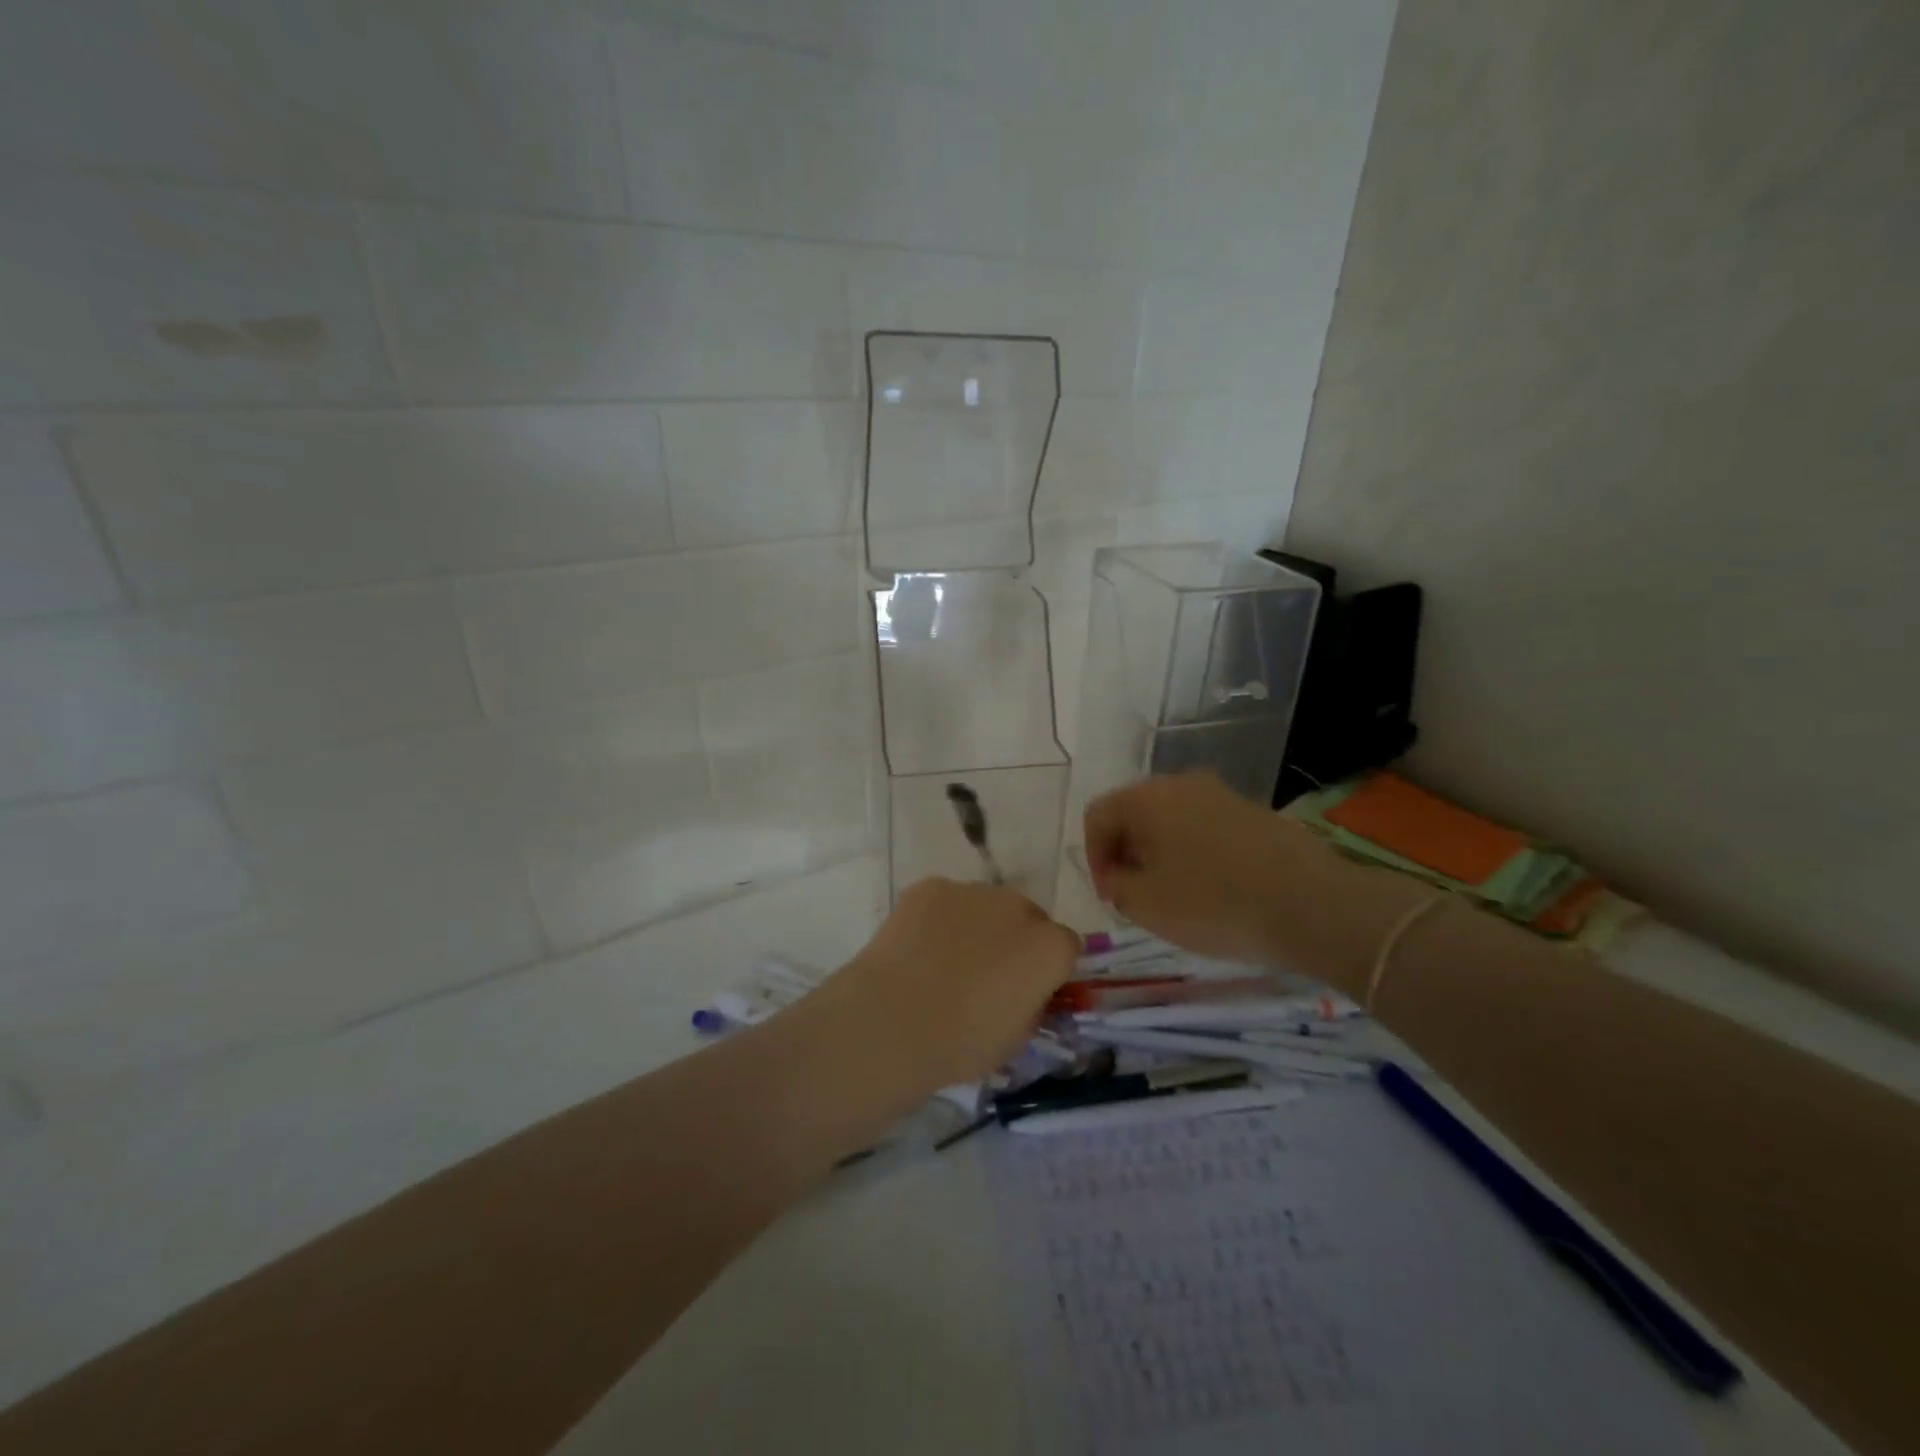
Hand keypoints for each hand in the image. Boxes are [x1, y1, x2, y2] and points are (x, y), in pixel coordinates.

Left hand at [816, 878, 1079, 1093]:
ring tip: (944, 960)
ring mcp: (972, 891)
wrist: (895, 1020)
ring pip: (984, 905)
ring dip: (976, 925)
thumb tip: (1024, 989)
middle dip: (1015, 939)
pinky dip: (938, 919)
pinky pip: (945, 901)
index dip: (1049, 967)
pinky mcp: (931, 886)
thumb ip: (1031, 1003)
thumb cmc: (963, 1042)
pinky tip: (917, 949)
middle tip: (986, 972)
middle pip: (1026, 916)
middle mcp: (1017, 907)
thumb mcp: (1017, 1038)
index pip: (1066, 945)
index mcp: (1050, 947)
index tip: (1028, 987)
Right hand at [1084, 772, 1348, 964]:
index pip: (1097, 814)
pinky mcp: (1255, 813)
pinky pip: (1207, 829)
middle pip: (1135, 813)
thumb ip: (1116, 885)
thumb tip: (1119, 873)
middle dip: (1127, 854)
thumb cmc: (1215, 904)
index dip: (1093, 856)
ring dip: (1162, 855)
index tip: (1111, 895)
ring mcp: (1223, 795)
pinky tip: (1214, 891)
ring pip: (1172, 821)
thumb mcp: (1145, 905)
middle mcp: (1182, 784)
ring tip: (1175, 897)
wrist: (1313, 905)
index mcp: (1148, 798)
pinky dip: (1196, 854)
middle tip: (1137, 896)